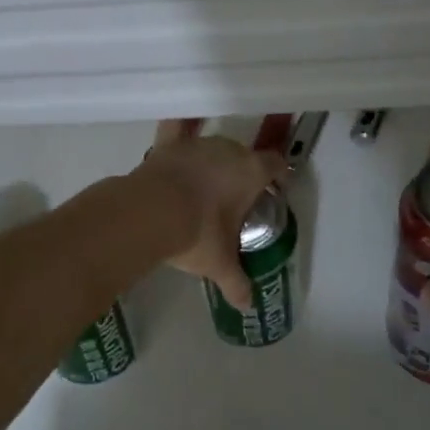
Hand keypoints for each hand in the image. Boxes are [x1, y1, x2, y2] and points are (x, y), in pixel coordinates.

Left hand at [140, 119, 286, 310]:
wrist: (151, 213)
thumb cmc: (197, 235)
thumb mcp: (220, 264)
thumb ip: (236, 282)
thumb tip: (247, 304)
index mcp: (250, 172)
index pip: (275, 164)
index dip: (278, 175)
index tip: (275, 188)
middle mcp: (227, 150)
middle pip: (243, 155)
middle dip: (242, 173)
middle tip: (235, 199)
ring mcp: (196, 144)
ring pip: (212, 146)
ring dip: (213, 161)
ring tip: (206, 183)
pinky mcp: (167, 144)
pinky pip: (177, 126)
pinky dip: (181, 125)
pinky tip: (180, 126)